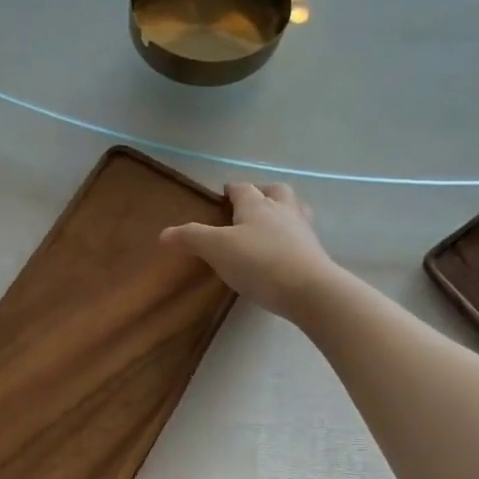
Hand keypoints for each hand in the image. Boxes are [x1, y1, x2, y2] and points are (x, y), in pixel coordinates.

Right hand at [161, 182, 341, 321]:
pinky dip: (292, 237)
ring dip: (282, 211)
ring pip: (294, 210)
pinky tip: (282, 251)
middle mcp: (282, 211)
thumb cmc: (257, 262)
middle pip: (276, 191)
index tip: (223, 195)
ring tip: (269, 225)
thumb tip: (164, 233)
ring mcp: (302, 231)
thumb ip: (191, 238)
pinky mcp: (315, 253)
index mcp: (257, 205)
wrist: (307, 290)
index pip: (243, 189)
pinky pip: (302, 236)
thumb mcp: (216, 249)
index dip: (232, 190)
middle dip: (263, 193)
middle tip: (250, 205)